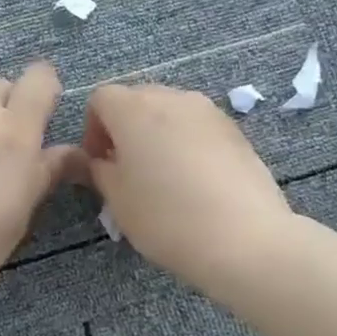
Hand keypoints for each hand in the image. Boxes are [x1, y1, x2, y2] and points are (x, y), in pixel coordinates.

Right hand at [81, 83, 293, 289]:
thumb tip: (101, 161)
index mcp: (134, 109)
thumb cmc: (166, 217)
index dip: (92, 129)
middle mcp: (172, 98)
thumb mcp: (117, 200)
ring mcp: (209, 111)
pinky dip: (186, 144)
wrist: (244, 238)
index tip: (98, 164)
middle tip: (126, 171)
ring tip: (163, 177)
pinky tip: (194, 182)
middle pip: (137, 99)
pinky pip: (198, 127)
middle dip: (124, 129)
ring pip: (170, 112)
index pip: (100, 99)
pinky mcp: (236, 131)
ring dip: (157, 135)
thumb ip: (100, 171)